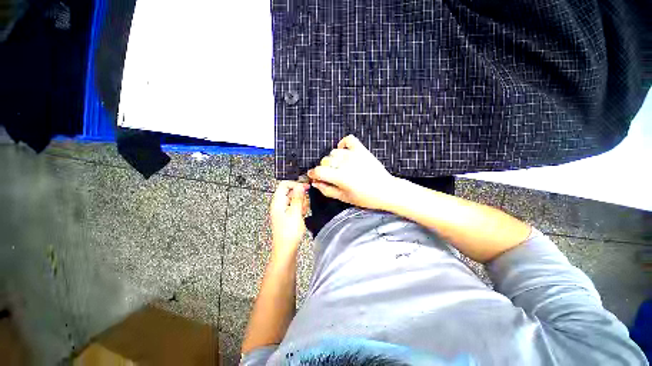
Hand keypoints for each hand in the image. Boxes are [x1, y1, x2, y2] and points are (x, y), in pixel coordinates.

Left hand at [270, 181, 309, 256]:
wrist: (286, 250)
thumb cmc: (289, 233)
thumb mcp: (295, 213)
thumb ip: (297, 198)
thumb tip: (299, 185)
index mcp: (278, 202)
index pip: (284, 184)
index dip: (296, 184)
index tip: (306, 188)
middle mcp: (279, 204)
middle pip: (290, 191)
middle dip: (300, 196)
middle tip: (304, 205)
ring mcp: (282, 210)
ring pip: (294, 199)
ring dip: (301, 203)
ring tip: (302, 212)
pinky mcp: (287, 216)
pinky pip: (294, 207)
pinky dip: (300, 209)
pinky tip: (302, 215)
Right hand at [307, 135, 398, 210]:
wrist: (386, 190)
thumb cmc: (366, 197)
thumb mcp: (344, 198)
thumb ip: (327, 190)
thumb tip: (315, 183)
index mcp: (341, 177)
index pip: (318, 171)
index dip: (313, 174)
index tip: (313, 176)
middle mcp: (346, 163)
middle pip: (325, 161)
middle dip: (324, 169)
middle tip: (330, 175)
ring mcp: (354, 155)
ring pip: (334, 152)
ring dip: (333, 159)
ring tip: (339, 167)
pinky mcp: (361, 150)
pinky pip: (348, 140)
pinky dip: (343, 144)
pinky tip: (344, 152)